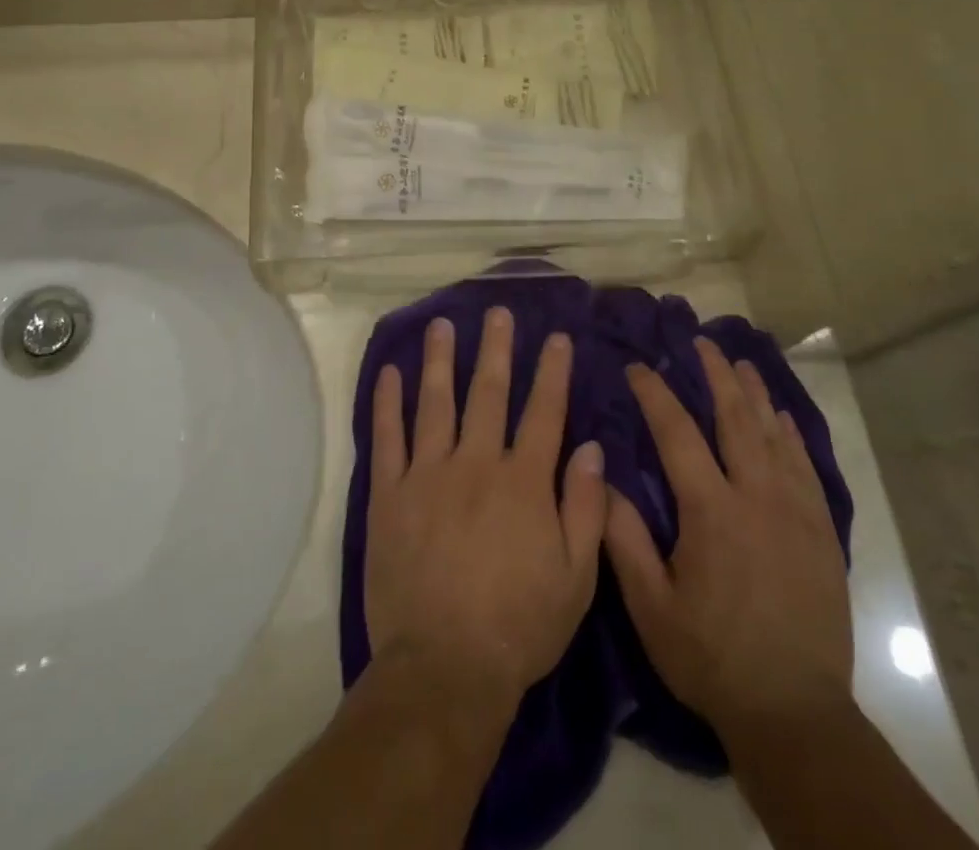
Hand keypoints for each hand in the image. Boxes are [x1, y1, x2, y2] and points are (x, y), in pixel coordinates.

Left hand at [364, 309, 607, 713]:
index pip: (543, 412)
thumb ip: (586, 508)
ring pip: (435, 403)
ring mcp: (428, 475)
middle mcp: (476, 464)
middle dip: (496, 349)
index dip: (551, 372)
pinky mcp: (390, 494)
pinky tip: (388, 372)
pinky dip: (387, 402)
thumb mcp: (576, 578)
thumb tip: (591, 448)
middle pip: (489, 393)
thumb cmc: (519, 626)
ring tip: (442, 324)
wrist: (444, 668)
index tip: (555, 336)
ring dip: (440, 360)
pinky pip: (387, 438)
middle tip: (496, 311)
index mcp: (523, 482)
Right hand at [604, 338, 852, 738]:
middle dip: (716, 376)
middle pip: (735, 419)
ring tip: (741, 363)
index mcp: (710, 510)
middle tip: (701, 343)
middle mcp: (756, 497)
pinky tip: (784, 419)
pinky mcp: (821, 533)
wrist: (794, 712)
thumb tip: (602, 478)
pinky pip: (807, 468)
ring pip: (774, 436)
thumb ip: (624, 538)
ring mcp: (795, 512)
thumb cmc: (711, 657)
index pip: (677, 433)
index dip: (655, 394)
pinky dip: (792, 436)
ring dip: (755, 395)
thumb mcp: (651, 606)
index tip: (638, 367)